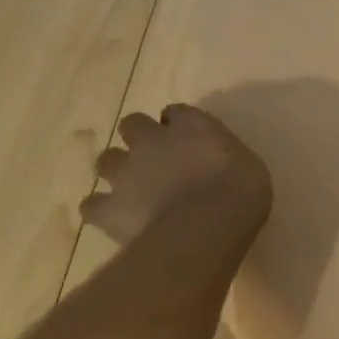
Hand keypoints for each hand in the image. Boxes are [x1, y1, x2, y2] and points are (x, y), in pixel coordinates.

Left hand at [83, 104, 272, 246]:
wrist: (206, 226)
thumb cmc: (239, 191)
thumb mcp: (246, 164)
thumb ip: (222, 158)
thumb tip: (215, 165)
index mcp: (191, 125)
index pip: (175, 112)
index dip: (176, 123)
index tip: (186, 137)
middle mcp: (153, 141)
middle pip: (132, 124)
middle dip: (138, 138)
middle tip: (154, 158)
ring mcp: (126, 173)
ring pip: (106, 160)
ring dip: (117, 170)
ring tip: (130, 188)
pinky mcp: (108, 208)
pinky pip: (92, 205)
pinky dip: (100, 209)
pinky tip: (113, 218)